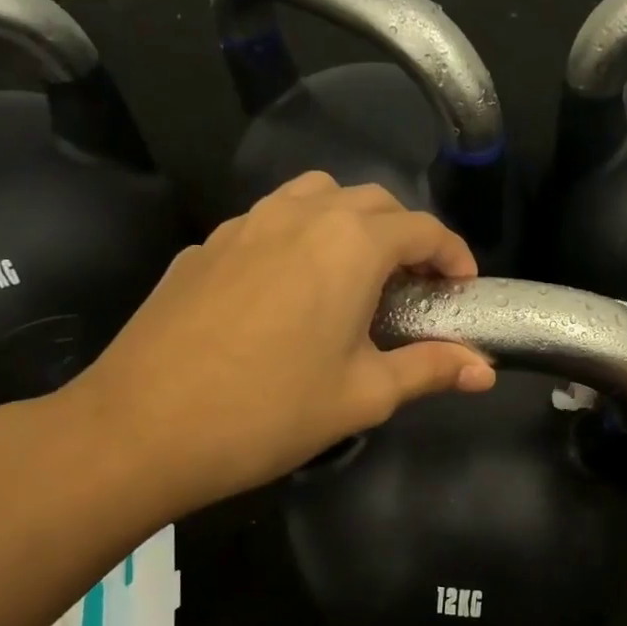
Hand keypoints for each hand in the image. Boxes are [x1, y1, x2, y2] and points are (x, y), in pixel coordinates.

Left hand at [56, 173, 496, 517]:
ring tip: (355, 275)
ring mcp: (244, 225)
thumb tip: (485, 372)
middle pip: (372, 201)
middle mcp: (300, 216)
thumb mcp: (364, 395)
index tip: (462, 288)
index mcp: (350, 245)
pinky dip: (299, 236)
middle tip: (414, 286)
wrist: (141, 428)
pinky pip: (268, 221)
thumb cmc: (270, 412)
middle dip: (406, 236)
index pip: (422, 229)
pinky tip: (289, 290)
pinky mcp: (205, 246)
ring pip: (314, 197)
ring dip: (350, 223)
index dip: (453, 255)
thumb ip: (431, 370)